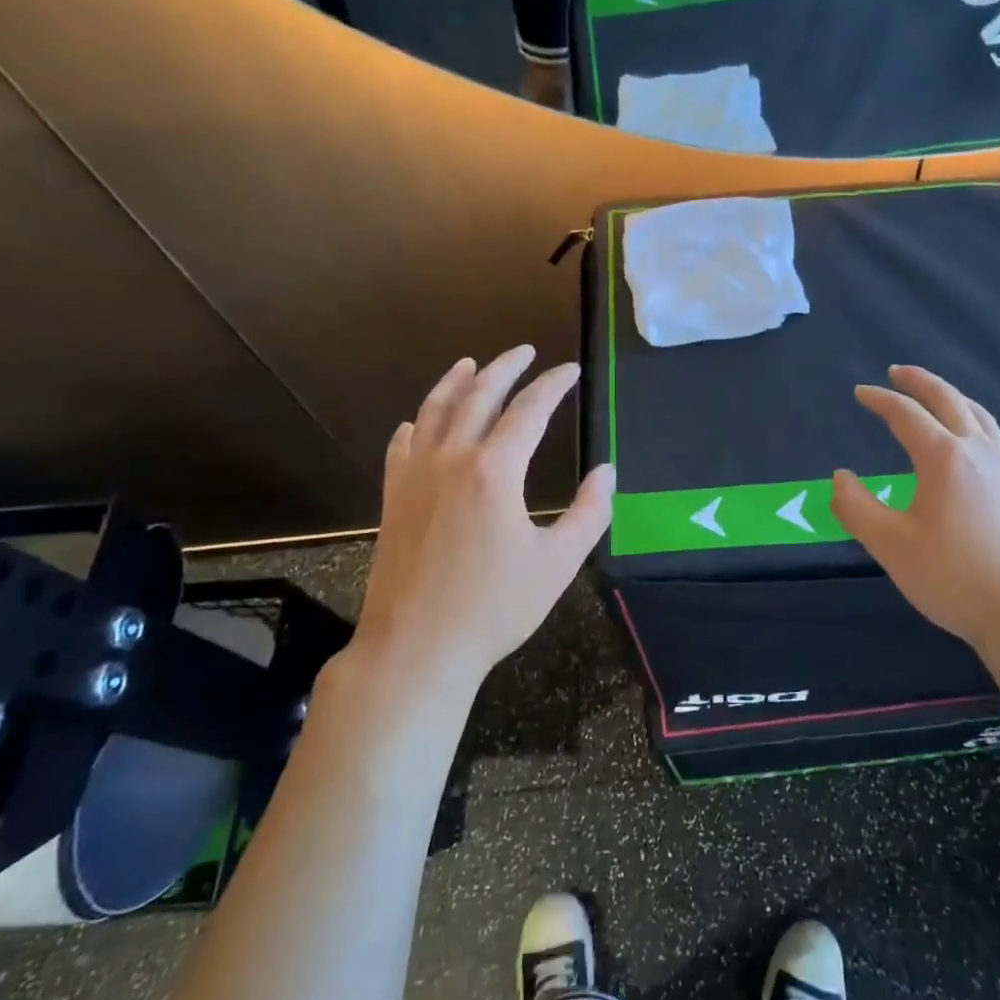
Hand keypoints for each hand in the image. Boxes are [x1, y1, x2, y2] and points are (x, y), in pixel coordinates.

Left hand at [346, 347, 612, 698]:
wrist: (416, 647)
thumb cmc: (494, 608)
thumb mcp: (558, 563)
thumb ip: (589, 512)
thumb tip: (607, 472)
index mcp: (495, 470)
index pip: (529, 410)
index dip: (553, 385)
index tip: (570, 370)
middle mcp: (451, 459)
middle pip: (478, 395)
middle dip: (505, 368)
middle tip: (524, 352)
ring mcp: (415, 475)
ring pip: (434, 410)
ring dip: (455, 382)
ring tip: (471, 364)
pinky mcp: (392, 497)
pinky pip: (402, 445)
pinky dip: (416, 423)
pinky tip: (419, 420)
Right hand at [832, 366, 999, 650]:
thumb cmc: (955, 578)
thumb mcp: (891, 545)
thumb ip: (856, 508)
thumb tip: (840, 477)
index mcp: (944, 458)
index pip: (906, 415)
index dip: (880, 400)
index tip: (860, 393)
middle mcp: (980, 452)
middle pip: (949, 400)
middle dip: (920, 382)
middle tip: (897, 371)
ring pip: (980, 416)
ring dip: (953, 398)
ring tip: (936, 395)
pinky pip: (998, 440)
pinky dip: (977, 424)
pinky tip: (976, 442)